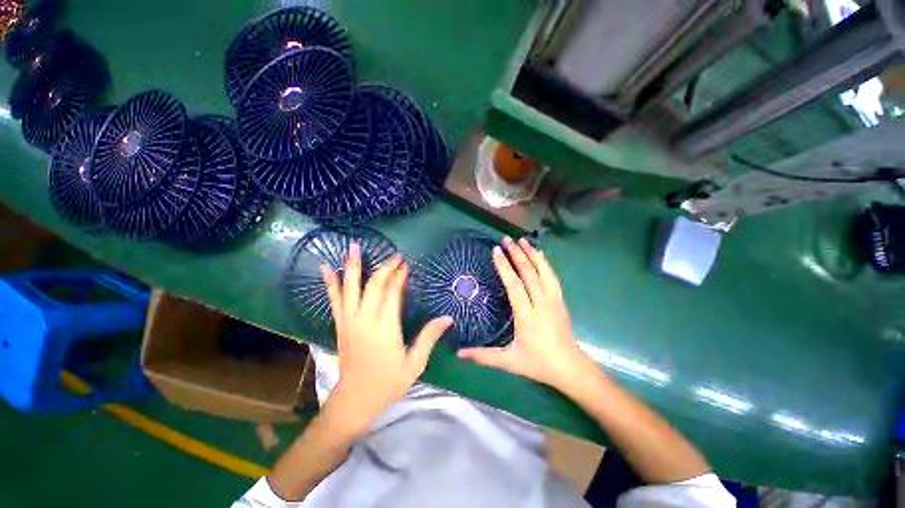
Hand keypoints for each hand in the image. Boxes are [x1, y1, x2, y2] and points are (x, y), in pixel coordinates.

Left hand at [321, 243, 452, 431]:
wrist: (355, 399)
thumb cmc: (388, 382)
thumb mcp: (415, 363)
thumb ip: (429, 337)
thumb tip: (448, 318)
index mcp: (385, 328)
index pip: (392, 293)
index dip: (399, 276)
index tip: (405, 263)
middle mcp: (365, 319)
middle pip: (373, 285)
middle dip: (384, 267)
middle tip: (394, 255)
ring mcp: (349, 320)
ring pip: (350, 287)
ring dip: (352, 265)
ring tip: (354, 246)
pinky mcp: (340, 323)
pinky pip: (334, 298)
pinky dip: (330, 282)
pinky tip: (325, 267)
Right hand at [458, 237, 591, 388]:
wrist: (570, 367)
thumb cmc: (538, 363)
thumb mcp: (509, 361)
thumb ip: (484, 356)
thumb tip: (459, 352)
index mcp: (527, 316)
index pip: (515, 286)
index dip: (505, 267)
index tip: (496, 251)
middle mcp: (542, 303)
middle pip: (530, 273)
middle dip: (517, 254)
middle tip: (506, 239)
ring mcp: (554, 300)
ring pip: (544, 271)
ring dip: (533, 254)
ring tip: (523, 240)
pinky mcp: (560, 300)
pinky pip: (552, 276)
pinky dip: (545, 262)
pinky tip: (540, 254)